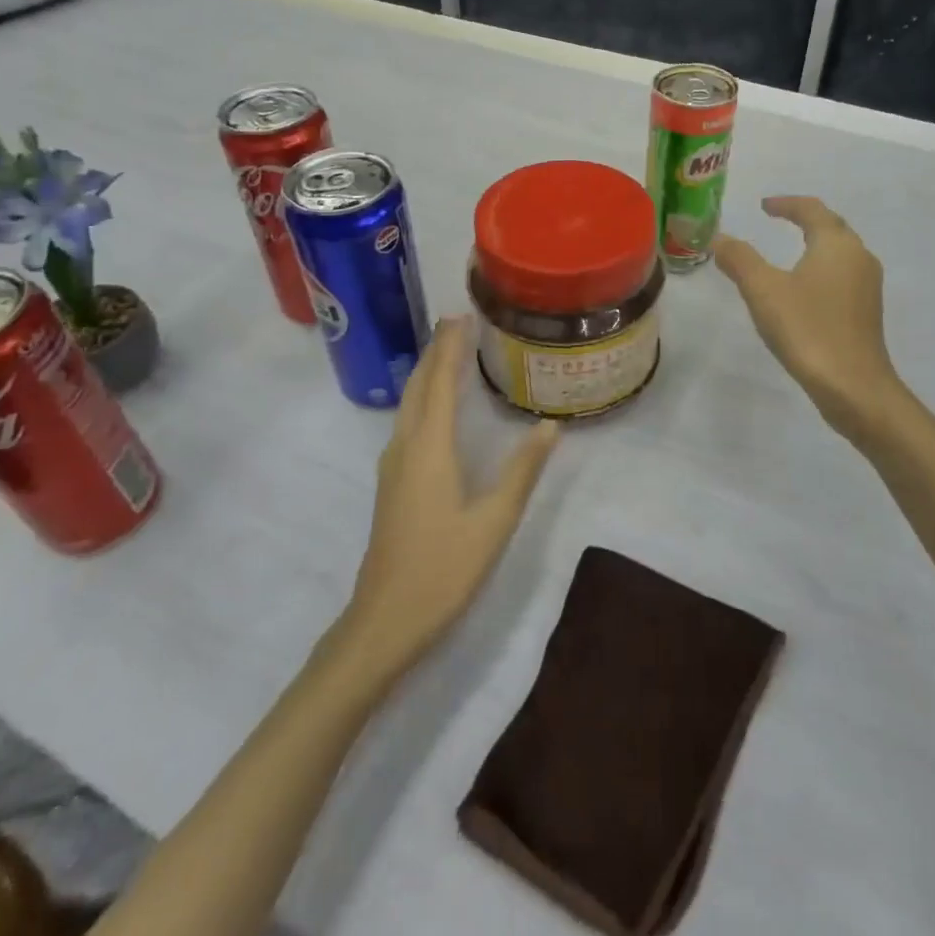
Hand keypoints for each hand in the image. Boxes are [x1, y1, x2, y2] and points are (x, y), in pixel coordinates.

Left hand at [337, 317, 559, 676]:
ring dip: (427, 373)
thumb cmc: (443, 570)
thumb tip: (550, 426)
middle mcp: (406, 446)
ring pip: (409, 404)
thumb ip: (522, 470)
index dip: (451, 347)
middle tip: (457, 322)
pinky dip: (423, 398)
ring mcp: (393, 465)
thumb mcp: (494, 521)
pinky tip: (435, 408)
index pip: (441, 382)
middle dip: (436, 351)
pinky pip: (407, 422)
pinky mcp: (391, 483)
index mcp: (430, 448)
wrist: (384, 620)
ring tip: (448, 353)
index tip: (462, 315)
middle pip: (419, 385)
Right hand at [715, 196, 902, 432]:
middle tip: (777, 220)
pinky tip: (804, 289)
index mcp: (837, 244)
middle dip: (804, 220)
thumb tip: (719, 238)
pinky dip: (821, 269)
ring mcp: (867, 286)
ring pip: (839, 253)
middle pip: (832, 227)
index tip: (763, 206)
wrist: (854, 387)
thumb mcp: (763, 291)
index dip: (786, 204)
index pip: (812, 210)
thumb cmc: (808, 329)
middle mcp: (859, 257)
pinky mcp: (866, 312)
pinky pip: (842, 276)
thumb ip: (740, 259)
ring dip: (815, 244)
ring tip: (788, 251)